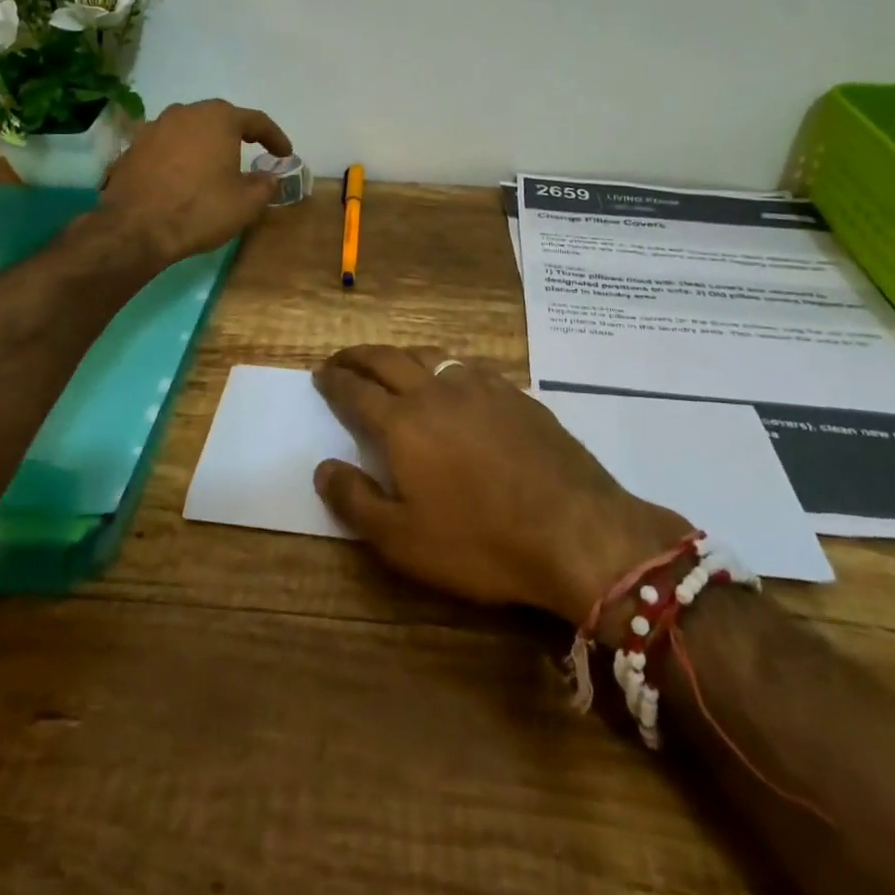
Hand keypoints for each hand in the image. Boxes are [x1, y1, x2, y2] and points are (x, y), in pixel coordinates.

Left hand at [98, 99, 292, 265]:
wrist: (136, 228)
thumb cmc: (200, 209)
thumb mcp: (246, 203)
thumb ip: (265, 185)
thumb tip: (269, 177)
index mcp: (218, 118)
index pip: (256, 120)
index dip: (274, 137)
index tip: (284, 154)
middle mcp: (185, 113)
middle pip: (219, 119)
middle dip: (237, 135)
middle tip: (251, 152)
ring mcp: (154, 127)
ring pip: (190, 130)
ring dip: (205, 144)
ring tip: (214, 165)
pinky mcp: (133, 147)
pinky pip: (167, 146)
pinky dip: (180, 156)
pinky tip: (183, 177)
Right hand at [311, 346, 691, 626]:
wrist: (574, 530)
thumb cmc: (480, 541)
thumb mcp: (403, 540)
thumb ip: (355, 501)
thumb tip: (323, 467)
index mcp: (403, 423)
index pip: (357, 392)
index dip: (335, 382)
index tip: (320, 374)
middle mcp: (437, 392)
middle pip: (388, 360)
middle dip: (359, 357)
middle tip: (342, 359)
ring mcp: (480, 387)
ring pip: (429, 354)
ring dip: (400, 353)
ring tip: (389, 361)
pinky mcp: (515, 394)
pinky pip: (467, 365)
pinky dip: (443, 363)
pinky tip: (450, 377)